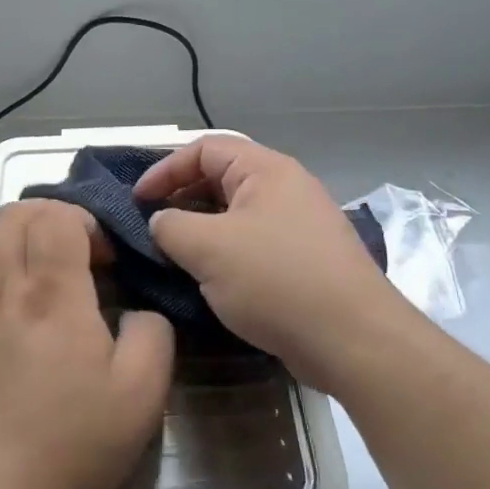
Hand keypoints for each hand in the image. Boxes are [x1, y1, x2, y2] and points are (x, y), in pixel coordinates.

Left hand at [0, 200, 173, 488]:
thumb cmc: (73, 443)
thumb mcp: (143, 394)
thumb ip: (153, 333)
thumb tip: (138, 311)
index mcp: (52, 296)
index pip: (54, 216)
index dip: (86, 221)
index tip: (106, 259)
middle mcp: (6, 291)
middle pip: (15, 215)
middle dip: (52, 217)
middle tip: (80, 256)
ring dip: (20, 237)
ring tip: (48, 271)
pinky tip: (20, 306)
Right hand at [134, 136, 406, 394]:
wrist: (352, 339)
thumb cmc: (276, 280)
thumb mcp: (208, 248)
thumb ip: (170, 226)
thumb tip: (160, 222)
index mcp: (267, 170)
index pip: (205, 149)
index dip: (165, 169)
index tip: (137, 201)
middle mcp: (287, 188)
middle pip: (221, 179)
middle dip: (182, 199)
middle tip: (152, 227)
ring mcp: (300, 225)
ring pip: (237, 215)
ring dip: (202, 230)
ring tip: (173, 255)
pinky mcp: (305, 261)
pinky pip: (254, 244)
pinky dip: (225, 254)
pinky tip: (208, 280)